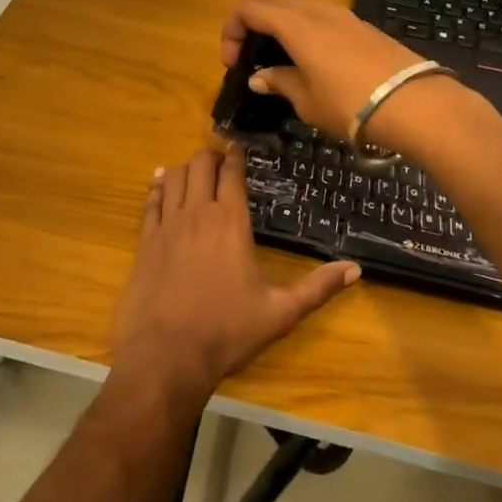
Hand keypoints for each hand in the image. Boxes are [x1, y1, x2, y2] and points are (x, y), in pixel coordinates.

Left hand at [112, 149, 359, 398]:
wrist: (167, 355)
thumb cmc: (227, 331)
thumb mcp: (280, 312)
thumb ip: (317, 288)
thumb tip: (356, 269)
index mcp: (231, 222)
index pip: (233, 174)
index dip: (236, 156)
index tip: (238, 147)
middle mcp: (198, 213)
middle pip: (200, 165)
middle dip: (210, 156)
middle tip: (218, 160)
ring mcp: (167, 225)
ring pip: (175, 177)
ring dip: (185, 168)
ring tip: (194, 169)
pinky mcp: (145, 241)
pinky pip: (150, 201)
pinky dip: (157, 186)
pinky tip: (160, 181)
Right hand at [222, 0, 459, 147]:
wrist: (414, 103)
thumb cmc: (350, 104)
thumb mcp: (307, 100)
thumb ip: (280, 82)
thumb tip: (259, 77)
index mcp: (296, 24)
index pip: (250, 9)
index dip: (232, 31)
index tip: (233, 63)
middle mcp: (317, 10)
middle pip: (273, 3)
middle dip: (254, 26)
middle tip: (251, 59)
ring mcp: (343, 14)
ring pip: (299, 8)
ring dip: (280, 27)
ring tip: (280, 61)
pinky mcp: (362, 25)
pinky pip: (321, 18)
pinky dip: (304, 31)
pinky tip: (311, 61)